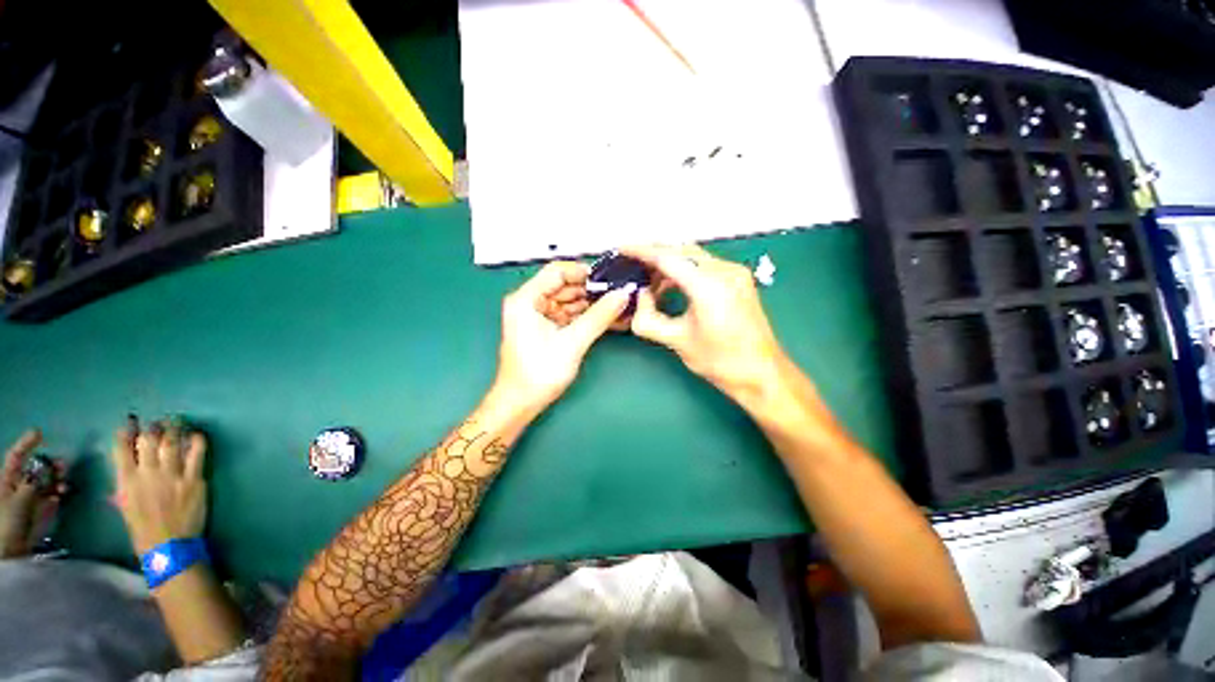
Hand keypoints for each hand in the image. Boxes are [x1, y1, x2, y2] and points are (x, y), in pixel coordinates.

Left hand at [0, 430, 66, 557]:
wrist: (11, 552)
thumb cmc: (8, 522)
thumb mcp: (19, 500)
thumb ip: (33, 482)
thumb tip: (46, 465)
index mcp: (7, 480)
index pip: (16, 456)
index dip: (26, 444)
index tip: (40, 433)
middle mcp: (18, 485)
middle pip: (33, 468)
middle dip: (48, 464)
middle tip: (62, 464)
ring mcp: (29, 499)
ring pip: (45, 481)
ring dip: (55, 478)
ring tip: (64, 480)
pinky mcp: (40, 510)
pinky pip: (50, 495)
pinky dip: (58, 492)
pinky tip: (63, 493)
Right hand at [110, 416, 207, 556]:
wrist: (169, 547)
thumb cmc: (144, 530)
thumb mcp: (126, 507)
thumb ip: (127, 486)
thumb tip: (128, 469)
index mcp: (127, 482)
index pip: (122, 450)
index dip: (126, 432)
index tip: (130, 422)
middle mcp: (148, 474)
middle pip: (149, 441)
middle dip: (152, 427)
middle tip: (157, 421)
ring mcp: (173, 475)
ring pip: (173, 443)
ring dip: (174, 429)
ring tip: (176, 421)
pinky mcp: (194, 479)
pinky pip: (197, 454)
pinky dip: (197, 441)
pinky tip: (197, 435)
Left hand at [495, 261, 629, 415]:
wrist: (521, 403)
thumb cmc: (539, 372)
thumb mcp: (573, 342)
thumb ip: (599, 316)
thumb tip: (623, 294)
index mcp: (526, 299)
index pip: (557, 271)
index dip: (583, 272)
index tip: (609, 279)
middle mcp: (530, 302)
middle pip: (565, 286)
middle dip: (591, 290)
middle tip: (619, 294)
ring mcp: (538, 316)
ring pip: (569, 301)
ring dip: (592, 305)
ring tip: (618, 306)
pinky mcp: (547, 329)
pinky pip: (569, 316)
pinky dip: (586, 317)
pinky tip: (607, 318)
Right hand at [623, 244, 786, 400]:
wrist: (762, 373)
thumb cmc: (720, 361)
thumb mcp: (677, 341)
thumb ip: (649, 318)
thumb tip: (639, 296)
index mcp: (709, 285)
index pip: (668, 257)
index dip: (641, 251)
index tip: (621, 248)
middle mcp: (725, 270)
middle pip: (681, 251)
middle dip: (654, 256)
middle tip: (632, 267)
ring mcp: (735, 273)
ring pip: (693, 257)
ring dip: (670, 265)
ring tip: (649, 285)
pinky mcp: (739, 280)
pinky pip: (705, 266)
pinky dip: (685, 272)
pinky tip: (672, 288)